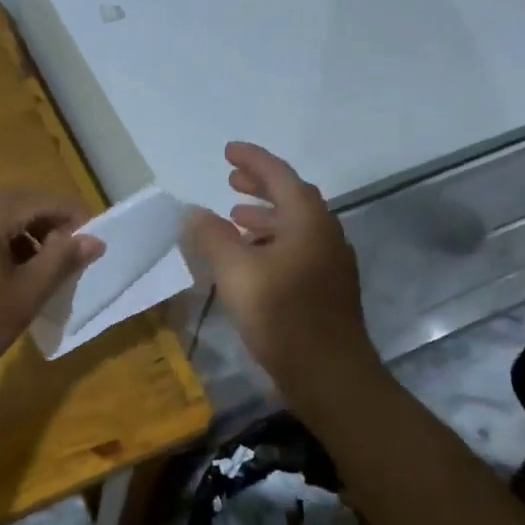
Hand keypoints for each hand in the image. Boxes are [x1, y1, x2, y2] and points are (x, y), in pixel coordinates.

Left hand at [0, 190, 102, 392]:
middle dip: (51, 225)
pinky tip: (18, 273)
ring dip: (29, 235)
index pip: (41, 200)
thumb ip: (62, 260)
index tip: (95, 241)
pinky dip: (6, 243)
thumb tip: (94, 239)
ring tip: (50, 267)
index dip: (73, 216)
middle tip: (76, 254)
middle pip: (20, 204)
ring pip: (0, 218)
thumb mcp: (27, 293)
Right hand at [181, 142, 377, 396]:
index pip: (279, 176)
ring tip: (236, 218)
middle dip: (261, 186)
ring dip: (266, 216)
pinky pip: (298, 249)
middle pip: (292, 197)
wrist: (328, 372)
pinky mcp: (327, 288)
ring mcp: (330, 262)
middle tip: (231, 180)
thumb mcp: (236, 272)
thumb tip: (193, 211)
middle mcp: (325, 234)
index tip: (228, 151)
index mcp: (308, 221)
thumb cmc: (281, 315)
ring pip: (295, 226)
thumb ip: (212, 237)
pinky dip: (273, 242)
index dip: (253, 160)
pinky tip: (252, 260)